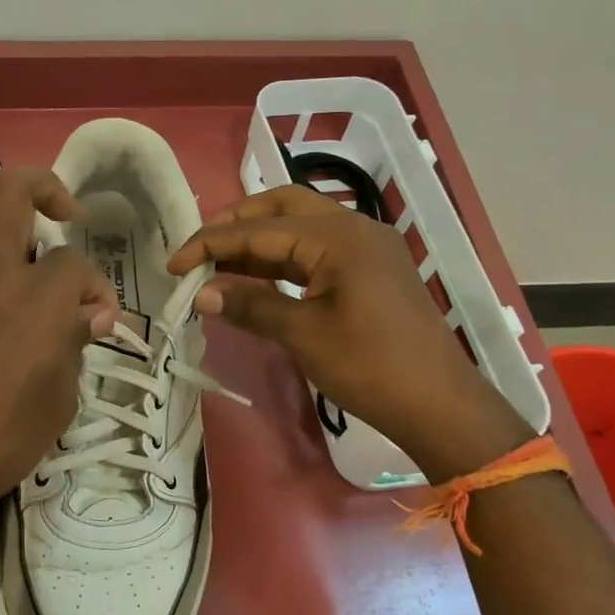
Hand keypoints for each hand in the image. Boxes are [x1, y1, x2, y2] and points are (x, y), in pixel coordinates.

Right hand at [166, 185, 529, 480]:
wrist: (441, 407)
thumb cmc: (371, 368)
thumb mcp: (303, 335)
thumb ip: (251, 306)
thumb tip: (201, 295)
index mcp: (338, 236)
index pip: (259, 230)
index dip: (210, 244)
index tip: (173, 265)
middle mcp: (354, 228)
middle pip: (283, 207)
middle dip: (236, 224)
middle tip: (199, 250)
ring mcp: (367, 248)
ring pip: (300, 227)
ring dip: (258, 242)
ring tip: (218, 265)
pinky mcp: (371, 272)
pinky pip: (316, 251)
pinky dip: (282, 260)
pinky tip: (255, 279)